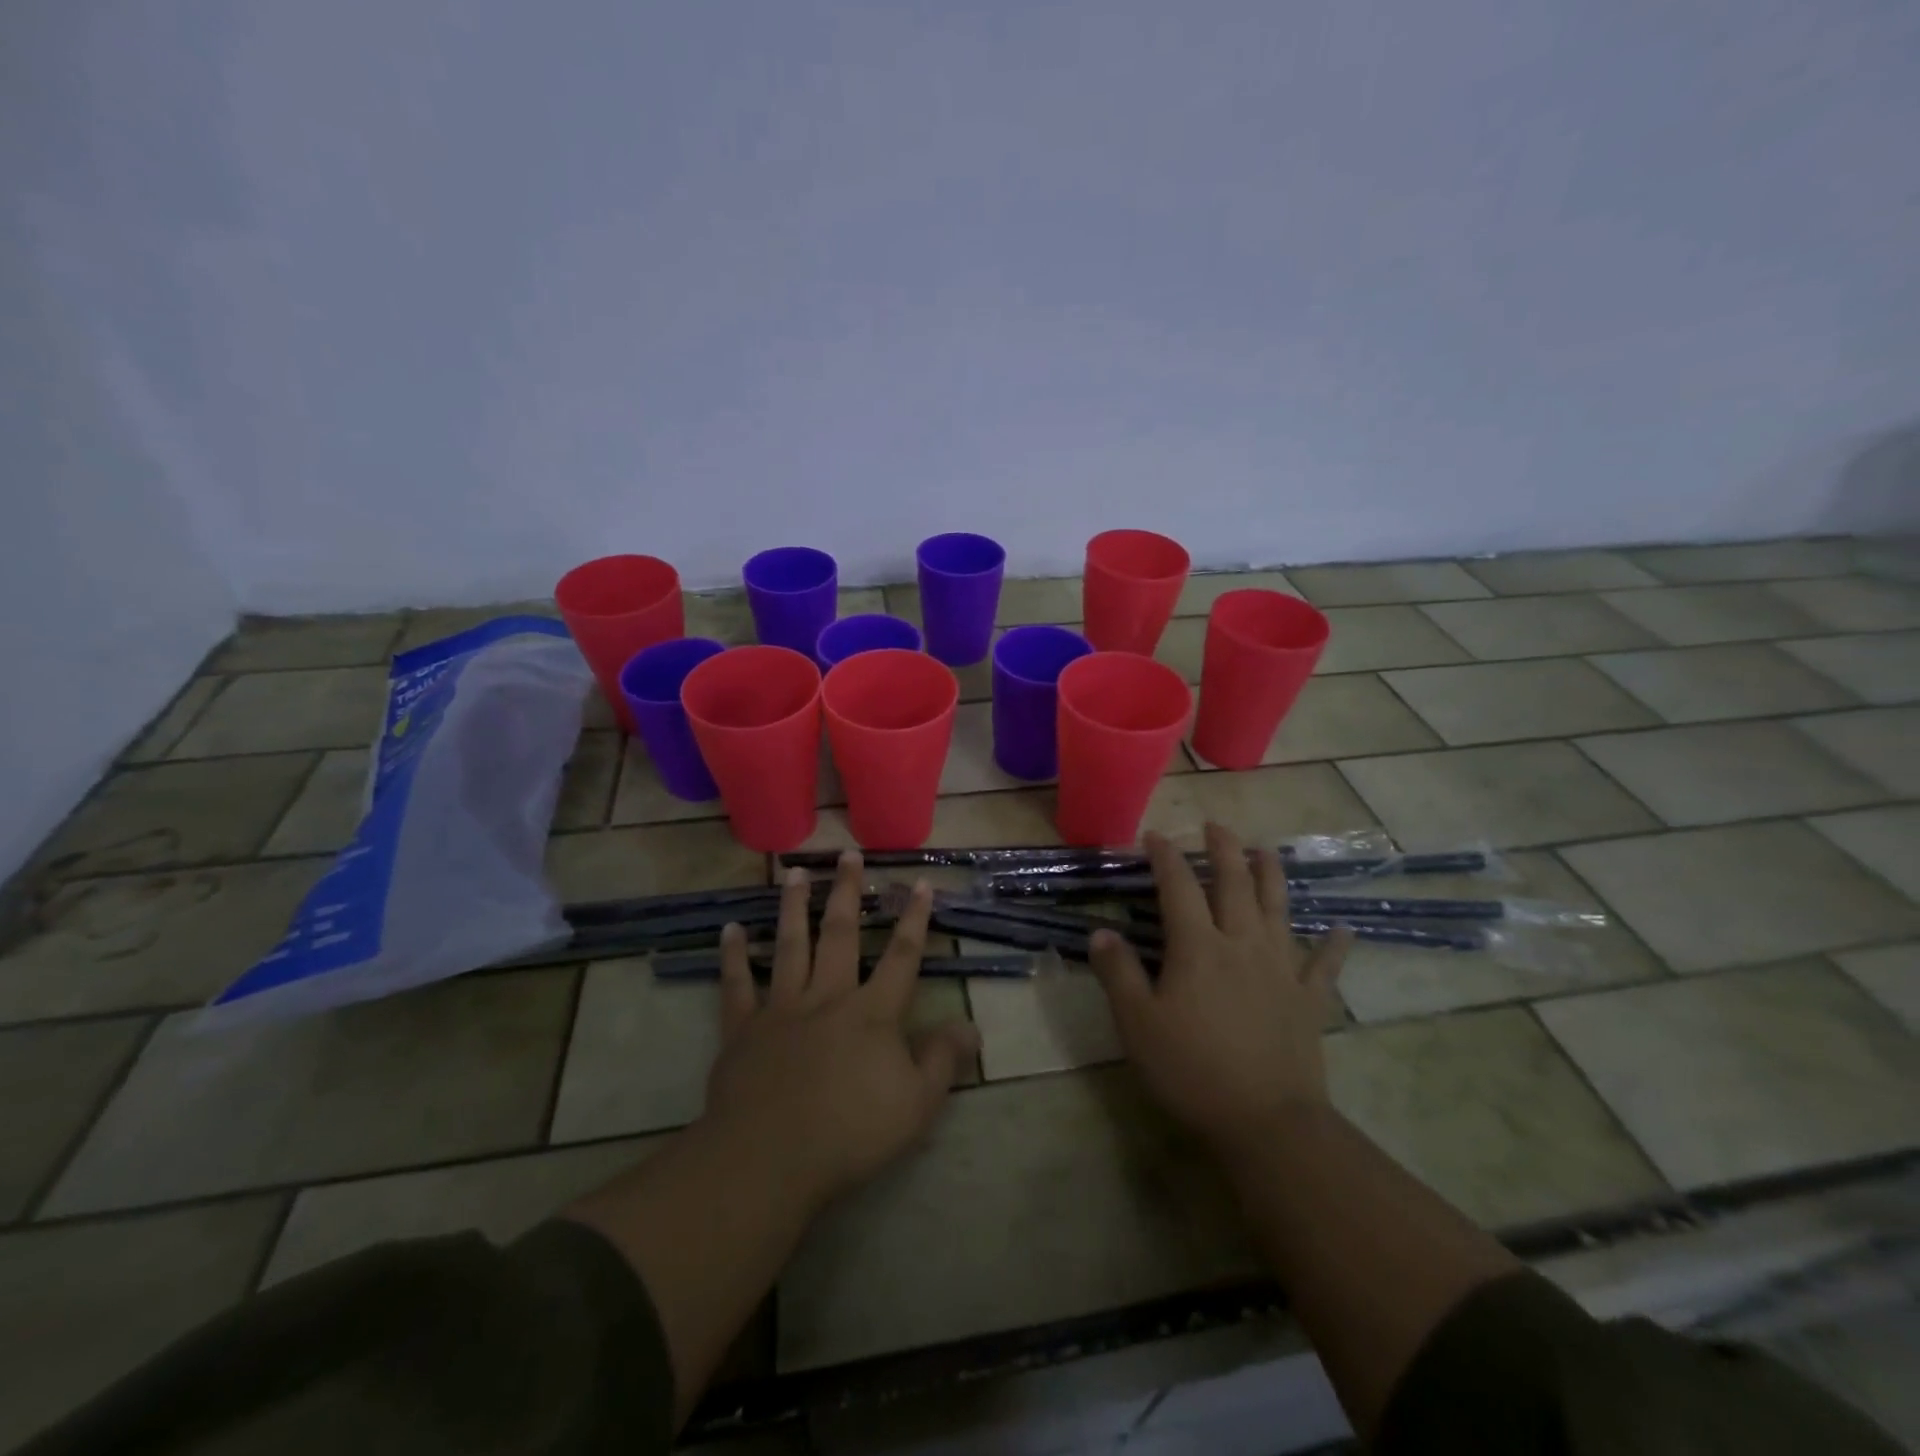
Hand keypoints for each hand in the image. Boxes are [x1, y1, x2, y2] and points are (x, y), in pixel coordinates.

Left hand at [701, 853, 981, 1212]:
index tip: (920, 883)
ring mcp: (782, 1009)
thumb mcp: (916, 1104)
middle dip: (847, 892)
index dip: (914, 919)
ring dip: (793, 907)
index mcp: (872, 1012)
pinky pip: (737, 985)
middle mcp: (828, 997)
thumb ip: (943, 1060)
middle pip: (840, 934)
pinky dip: (734, 957)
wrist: (769, 1159)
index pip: (902, 956)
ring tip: (794, 873)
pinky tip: (731, 930)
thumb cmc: (850, 1133)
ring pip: (790, 946)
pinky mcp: (743, 1029)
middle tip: (848, 854)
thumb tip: (971, 1025)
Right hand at [1088, 823, 1350, 1157]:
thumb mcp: (1137, 1023)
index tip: (1155, 835)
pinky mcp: (1308, 999)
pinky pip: (1324, 965)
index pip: (1178, 886)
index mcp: (1198, 946)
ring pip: (1278, 908)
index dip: (1166, 856)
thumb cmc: (1192, 1070)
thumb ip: (1117, 972)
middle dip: (1223, 849)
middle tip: (1216, 825)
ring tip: (1266, 850)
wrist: (1267, 1122)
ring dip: (1271, 875)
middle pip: (1234, 883)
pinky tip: (1343, 929)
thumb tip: (1100, 932)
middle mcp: (1241, 943)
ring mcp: (1281, 969)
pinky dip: (1334, 945)